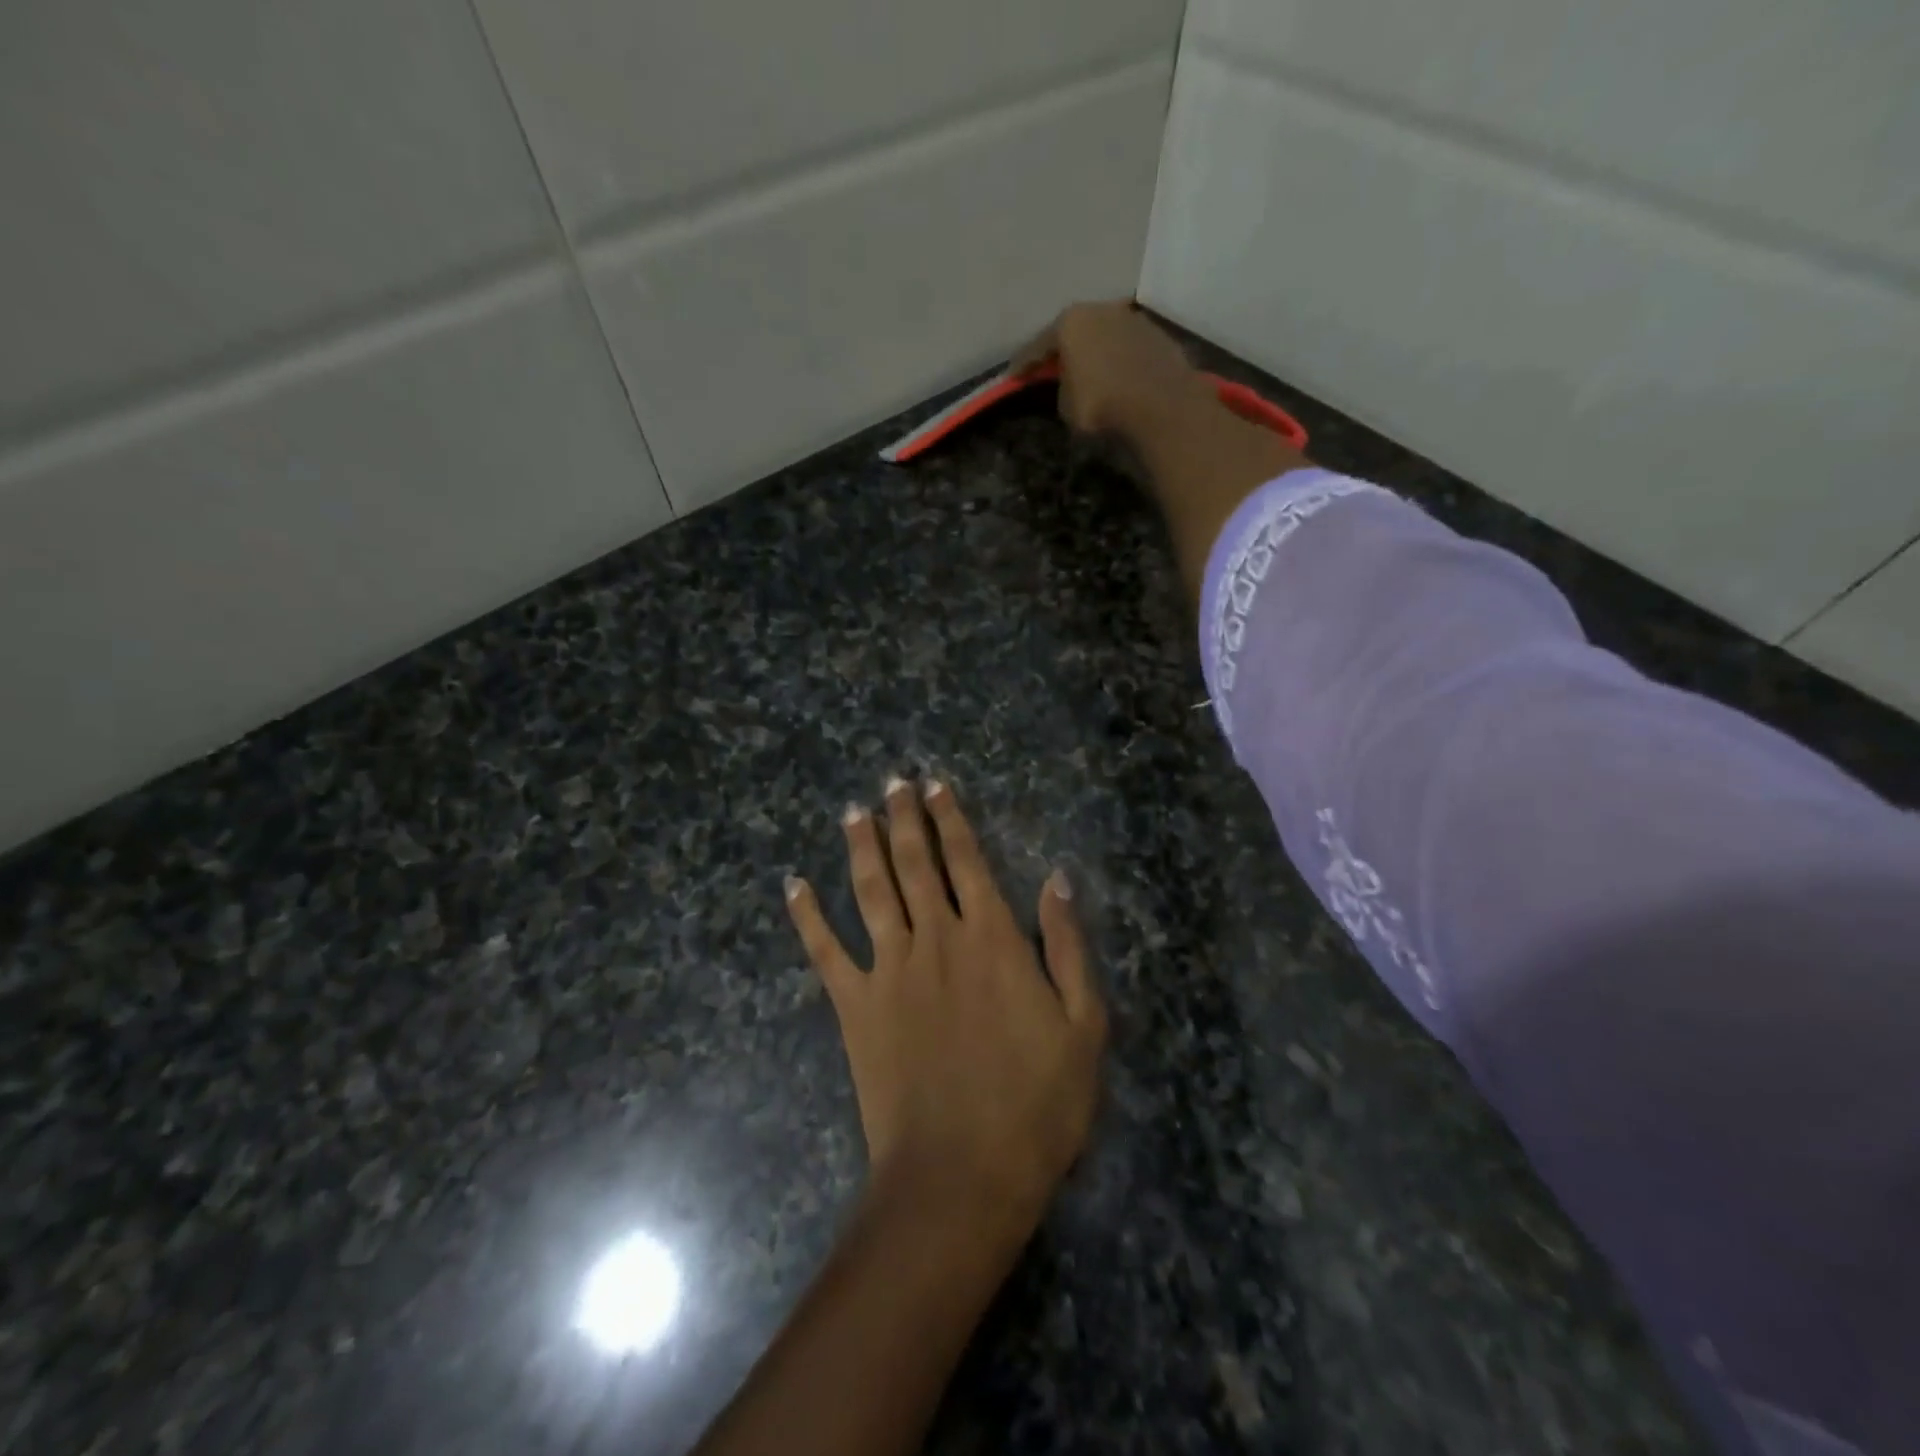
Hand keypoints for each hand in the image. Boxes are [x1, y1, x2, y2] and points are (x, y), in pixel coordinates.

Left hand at [785, 778, 1106, 1234]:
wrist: (962, 1175)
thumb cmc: (1036, 1104)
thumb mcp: (1082, 1024)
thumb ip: (1066, 945)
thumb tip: (1057, 879)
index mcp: (991, 938)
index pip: (967, 860)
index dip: (951, 819)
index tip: (936, 786)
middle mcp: (935, 938)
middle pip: (915, 862)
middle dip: (904, 818)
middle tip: (892, 782)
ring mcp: (889, 969)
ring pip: (871, 890)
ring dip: (861, 846)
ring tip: (854, 812)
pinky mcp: (854, 1005)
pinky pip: (824, 950)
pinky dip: (807, 916)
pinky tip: (794, 885)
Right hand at [1012, 299, 1215, 441]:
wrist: (1161, 405)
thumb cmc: (1102, 404)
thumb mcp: (1066, 405)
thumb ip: (1062, 387)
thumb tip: (1072, 383)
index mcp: (1070, 322)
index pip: (1037, 346)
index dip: (1023, 364)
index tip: (1011, 376)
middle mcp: (1101, 309)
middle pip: (1074, 332)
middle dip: (1062, 350)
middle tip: (1050, 367)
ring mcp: (1132, 318)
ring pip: (1104, 335)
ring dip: (1094, 352)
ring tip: (1087, 371)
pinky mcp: (1157, 335)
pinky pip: (1126, 348)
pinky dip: (1118, 359)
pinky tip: (1116, 375)